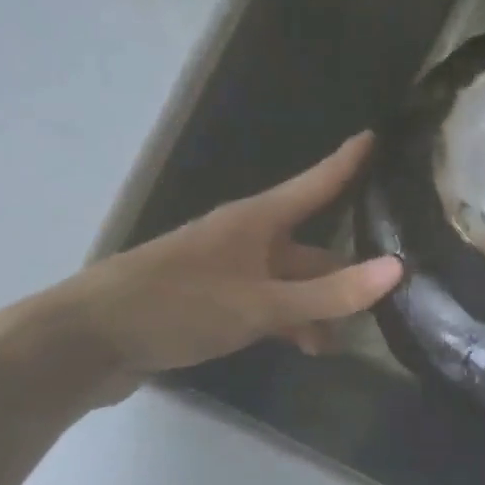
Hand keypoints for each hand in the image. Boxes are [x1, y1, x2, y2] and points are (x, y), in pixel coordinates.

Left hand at [23, 133, 401, 405]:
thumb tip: (397, 269)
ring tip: (340, 341)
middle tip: (386, 293)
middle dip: (344, 272)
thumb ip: (329, 293)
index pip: (315, 183)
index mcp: (256, 222)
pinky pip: (267, 305)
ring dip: (317, 308)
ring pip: (290, 283)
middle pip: (310, 248)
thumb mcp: (261, 304)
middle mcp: (245, 240)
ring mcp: (227, 272)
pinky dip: (289, 322)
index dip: (347, 162)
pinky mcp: (211, 302)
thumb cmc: (178, 307)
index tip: (375, 137)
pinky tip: (304, 346)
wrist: (86, 342)